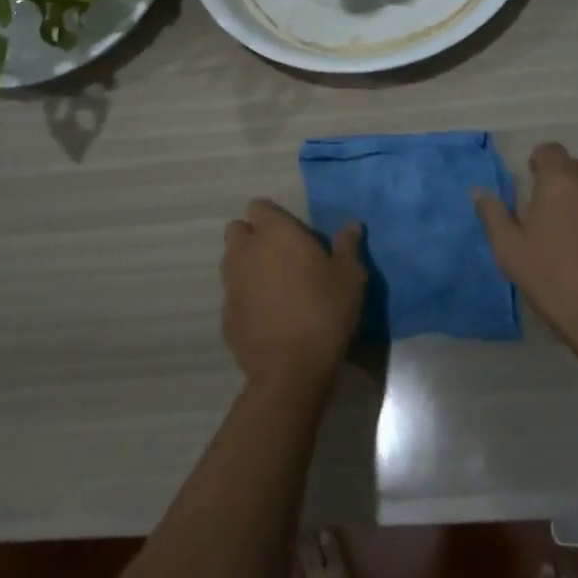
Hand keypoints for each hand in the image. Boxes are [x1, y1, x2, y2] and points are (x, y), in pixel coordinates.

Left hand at [221, 200, 365, 391]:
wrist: (292, 370)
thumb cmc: (324, 311)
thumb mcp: (350, 276)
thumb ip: (347, 245)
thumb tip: (352, 225)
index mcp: (274, 233)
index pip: (259, 207)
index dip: (272, 217)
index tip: (291, 232)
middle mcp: (246, 251)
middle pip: (237, 231)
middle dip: (253, 237)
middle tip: (280, 256)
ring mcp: (231, 284)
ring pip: (231, 262)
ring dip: (246, 266)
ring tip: (274, 286)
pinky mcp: (225, 316)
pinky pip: (233, 295)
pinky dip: (245, 298)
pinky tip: (267, 316)